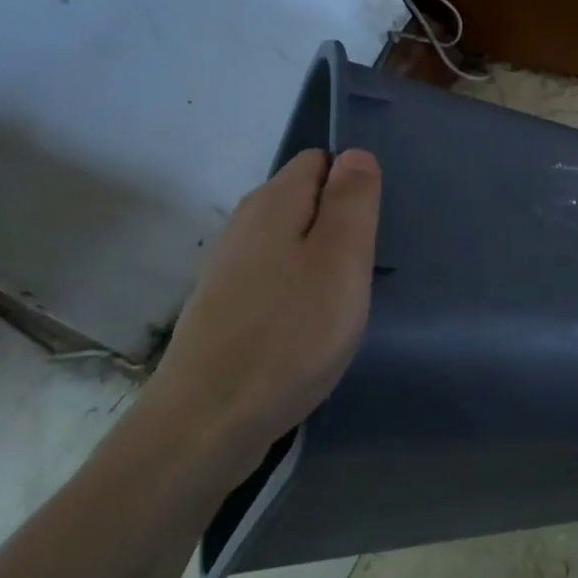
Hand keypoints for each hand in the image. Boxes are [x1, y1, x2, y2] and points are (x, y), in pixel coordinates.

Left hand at [147, 149, 381, 474]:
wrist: (207, 423)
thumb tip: (355, 154)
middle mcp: (244, 225)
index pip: (319, 160)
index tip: (370, 230)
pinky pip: (275, 279)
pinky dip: (298, 294)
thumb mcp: (341, 259)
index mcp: (273, 203)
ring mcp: (229, 269)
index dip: (352, 185)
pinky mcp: (224, 309)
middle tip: (361, 271)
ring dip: (320, 264)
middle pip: (305, 201)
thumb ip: (352, 200)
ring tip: (340, 304)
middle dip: (339, 227)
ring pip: (291, 244)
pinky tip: (308, 329)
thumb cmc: (290, 333)